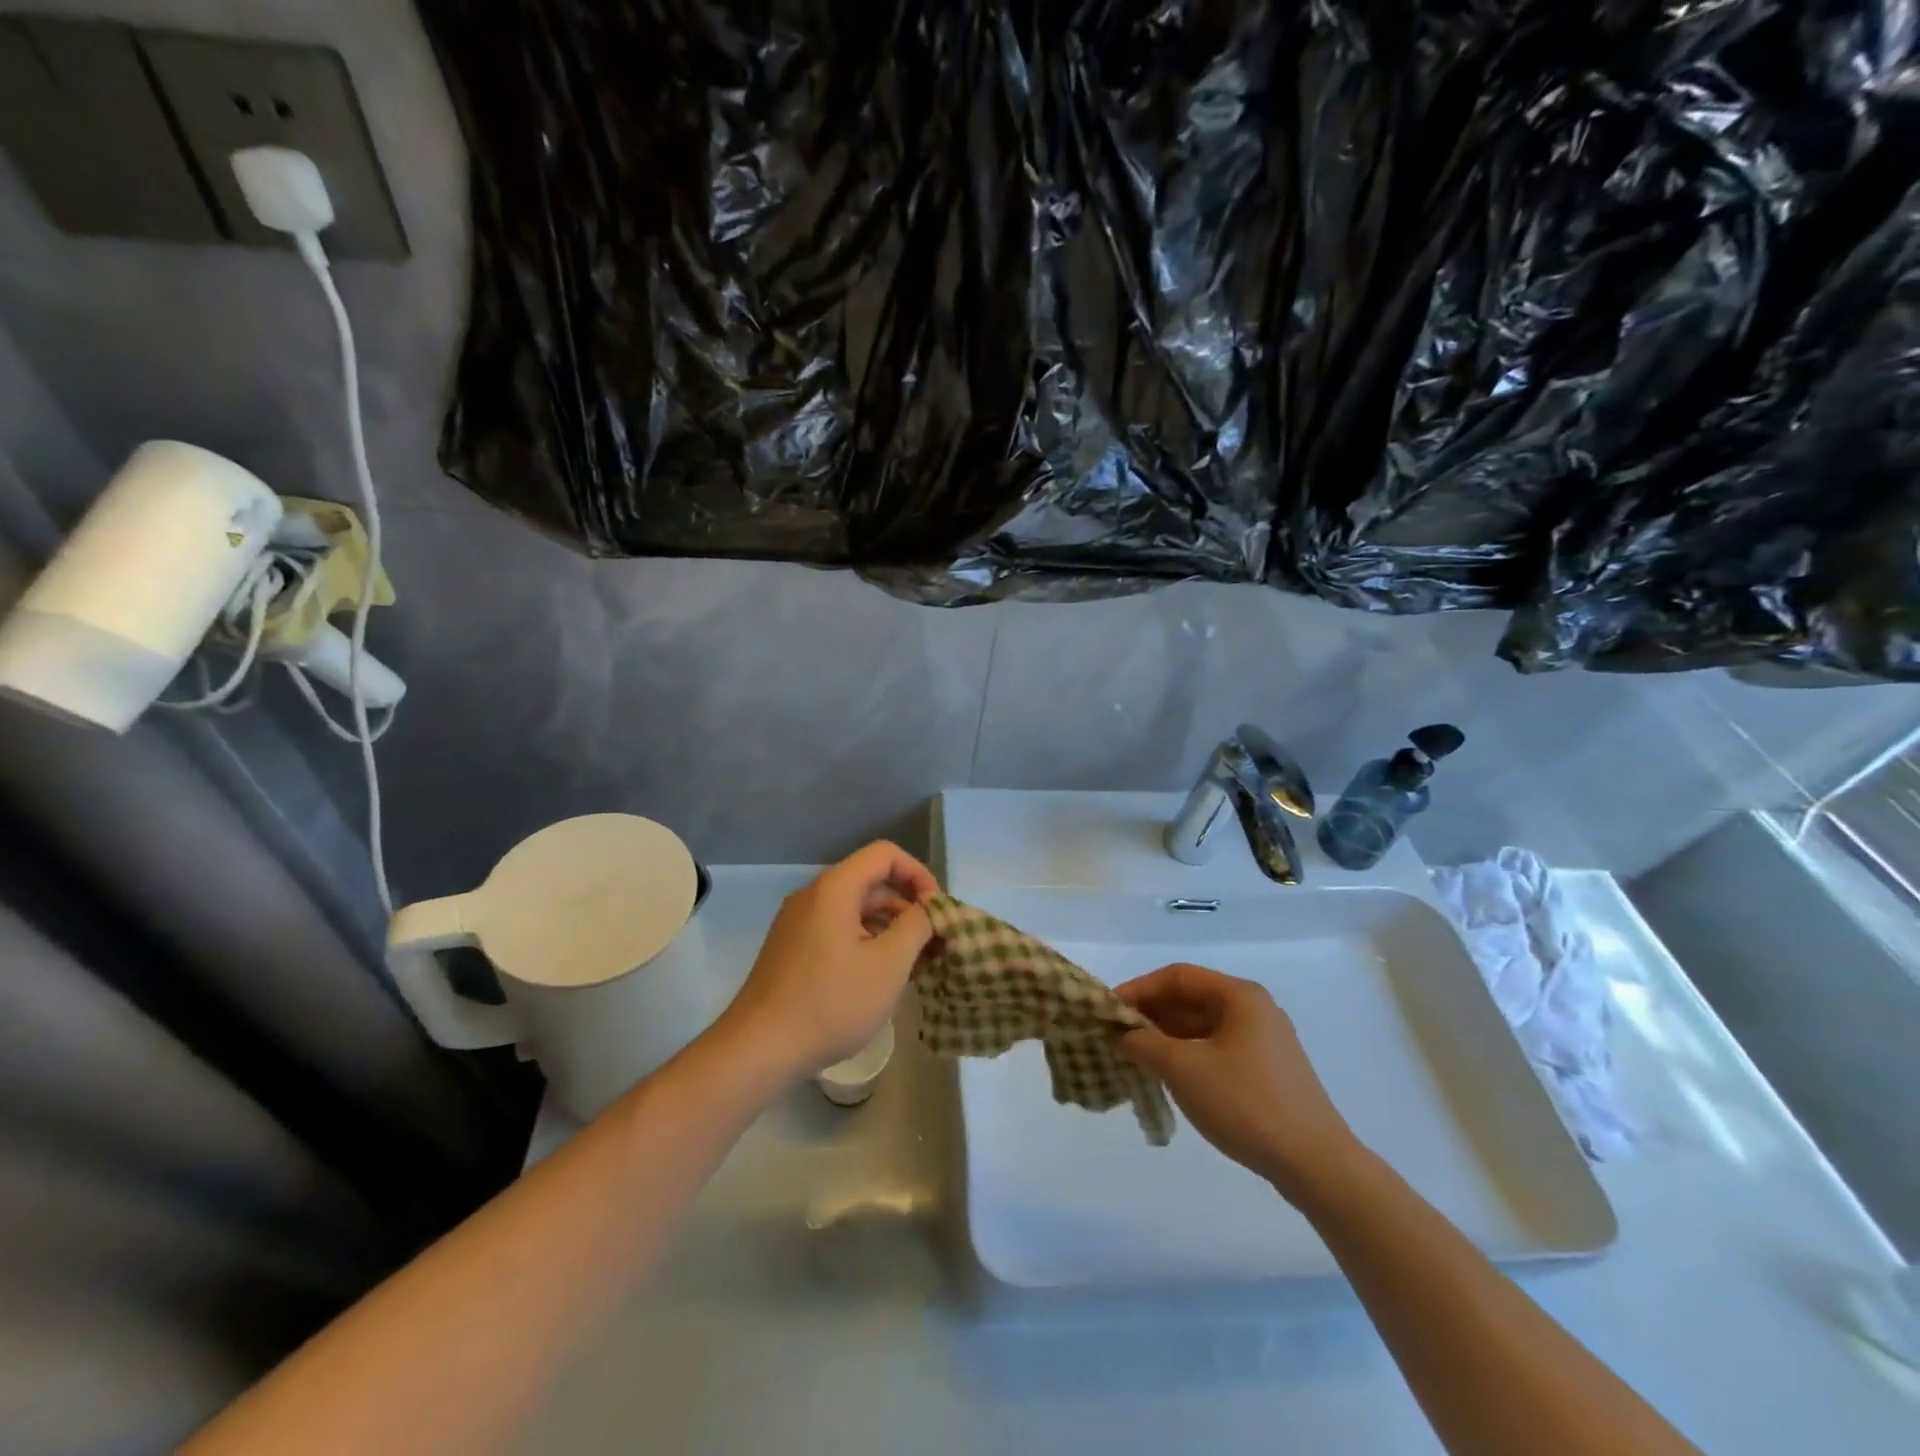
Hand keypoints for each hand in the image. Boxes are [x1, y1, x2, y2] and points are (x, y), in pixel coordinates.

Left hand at [719, 842, 938, 1080]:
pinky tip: (881, 977)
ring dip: (889, 927)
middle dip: (907, 906)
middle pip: (870, 881)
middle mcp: (813, 896)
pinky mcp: (792, 948)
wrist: (759, 1049)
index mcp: (834, 888)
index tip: (936, 910)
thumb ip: (917, 926)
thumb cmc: (831, 1003)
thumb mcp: (889, 964)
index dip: (918, 874)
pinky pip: (838, 929)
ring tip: (915, 965)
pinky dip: (866, 942)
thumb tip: (929, 909)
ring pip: (855, 909)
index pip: (885, 855)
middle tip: (934, 942)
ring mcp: (798, 923)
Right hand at [1115, 963, 1359, 1199]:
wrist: (1316, 1164)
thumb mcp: (1184, 1069)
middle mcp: (1254, 1008)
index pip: (1177, 976)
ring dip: (1168, 1036)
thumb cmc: (1245, 1103)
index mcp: (1239, 996)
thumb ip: (1145, 1044)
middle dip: (1152, 1014)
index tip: (1109, 1011)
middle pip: (1192, 998)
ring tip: (1137, 1057)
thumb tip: (1122, 1036)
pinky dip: (1189, 1055)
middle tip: (1118, 1035)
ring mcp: (1265, 1041)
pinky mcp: (1269, 1070)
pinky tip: (1170, 1076)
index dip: (1139, 989)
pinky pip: (1218, 1048)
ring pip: (1204, 1026)